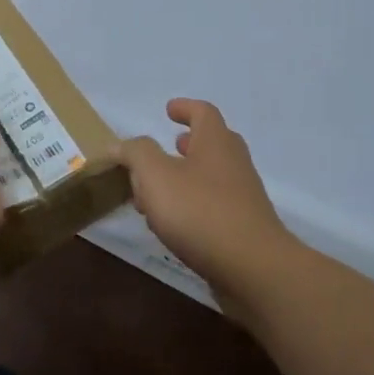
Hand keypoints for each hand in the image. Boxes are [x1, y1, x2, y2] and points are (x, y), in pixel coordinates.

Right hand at [117, 99, 300, 301]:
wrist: (252, 266)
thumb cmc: (200, 212)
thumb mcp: (156, 176)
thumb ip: (136, 154)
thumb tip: (121, 145)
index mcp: (216, 142)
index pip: (203, 113)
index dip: (185, 108)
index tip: (168, 109)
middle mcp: (234, 163)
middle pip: (212, 143)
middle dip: (188, 143)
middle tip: (167, 147)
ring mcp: (243, 196)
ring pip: (211, 176)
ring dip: (185, 177)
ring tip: (157, 192)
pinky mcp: (243, 226)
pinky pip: (214, 205)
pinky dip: (192, 204)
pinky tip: (174, 224)